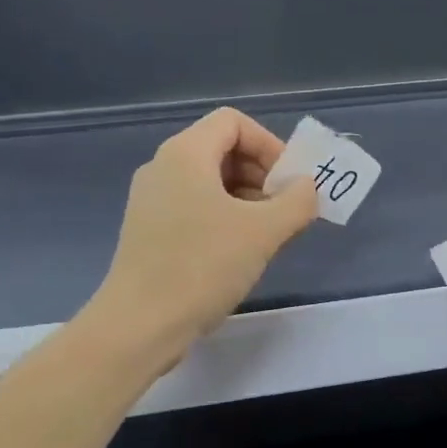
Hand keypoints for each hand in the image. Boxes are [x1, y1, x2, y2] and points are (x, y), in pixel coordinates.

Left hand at [88, 108, 317, 361]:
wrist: (140, 325)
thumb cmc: (202, 266)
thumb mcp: (263, 231)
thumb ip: (297, 201)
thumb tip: (307, 188)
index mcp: (185, 154)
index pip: (233, 122)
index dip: (269, 144)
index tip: (289, 183)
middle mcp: (162, 167)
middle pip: (222, 149)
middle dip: (261, 174)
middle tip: (285, 210)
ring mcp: (151, 200)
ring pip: (210, 181)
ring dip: (247, 198)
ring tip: (268, 235)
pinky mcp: (148, 231)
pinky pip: (194, 206)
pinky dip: (224, 217)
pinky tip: (239, 252)